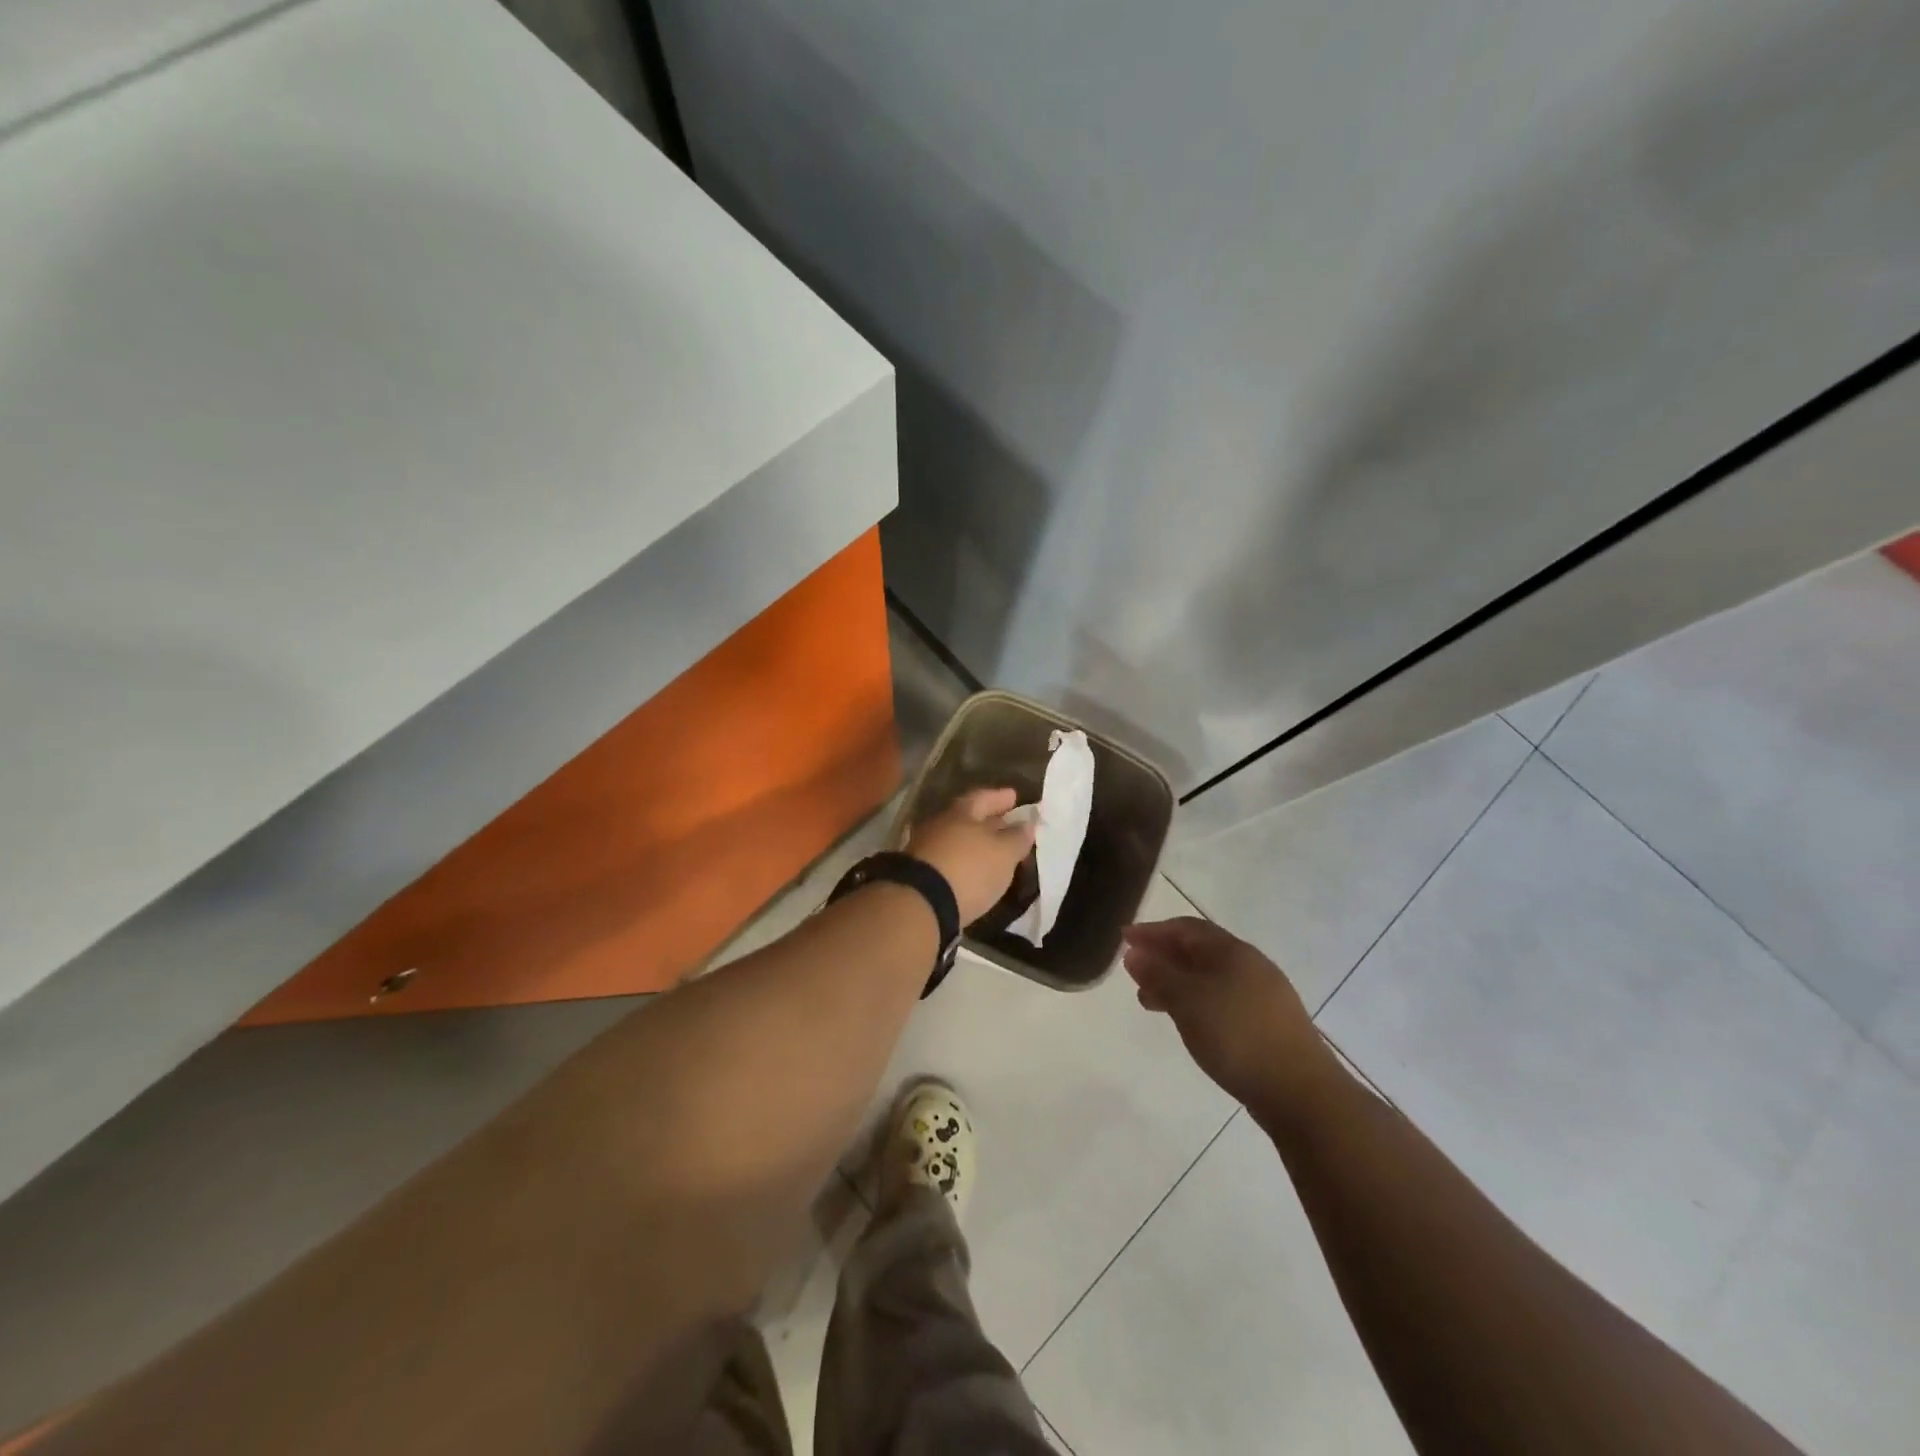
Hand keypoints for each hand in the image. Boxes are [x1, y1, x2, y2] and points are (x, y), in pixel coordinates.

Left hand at [906, 787, 1038, 925]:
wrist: (921, 904)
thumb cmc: (969, 869)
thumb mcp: (1003, 853)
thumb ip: (1017, 837)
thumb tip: (1027, 823)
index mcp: (960, 812)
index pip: (982, 797)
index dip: (999, 797)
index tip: (1014, 796)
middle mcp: (939, 825)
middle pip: (966, 818)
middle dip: (987, 820)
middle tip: (1006, 824)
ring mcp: (924, 849)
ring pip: (956, 840)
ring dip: (974, 843)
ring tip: (993, 851)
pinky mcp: (919, 875)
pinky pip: (947, 860)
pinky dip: (963, 862)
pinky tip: (973, 871)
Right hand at [1122, 917, 1333, 1111]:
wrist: (1300, 1092)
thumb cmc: (1236, 1035)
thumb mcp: (1187, 1002)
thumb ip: (1158, 975)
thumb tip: (1134, 953)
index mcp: (1231, 951)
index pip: (1185, 928)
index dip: (1153, 931)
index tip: (1124, 938)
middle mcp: (1249, 964)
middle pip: (1199, 950)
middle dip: (1163, 956)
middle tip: (1134, 971)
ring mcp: (1263, 994)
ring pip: (1210, 977)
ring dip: (1177, 982)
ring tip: (1149, 1001)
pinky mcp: (1268, 1022)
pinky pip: (1222, 998)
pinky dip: (1196, 1001)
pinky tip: (1187, 1021)